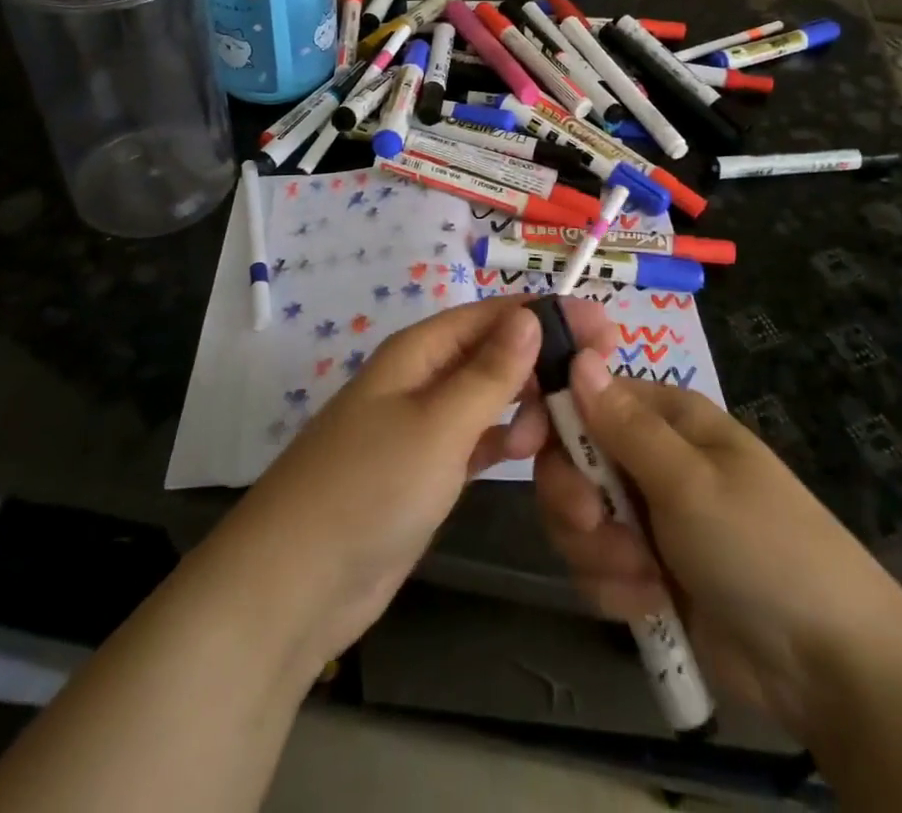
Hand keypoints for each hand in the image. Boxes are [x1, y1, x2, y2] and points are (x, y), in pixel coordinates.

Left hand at [219, 297, 616, 663]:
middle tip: (599, 377)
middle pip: (491, 352)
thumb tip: (531, 316)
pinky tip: (529, 451)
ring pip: (486, 397)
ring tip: (564, 424)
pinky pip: (474, 439)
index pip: (493, 316)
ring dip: (525, 402)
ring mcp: (420, 427)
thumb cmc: (370, 488)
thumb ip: (489, 373)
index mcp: (419, 351)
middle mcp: (420, 378)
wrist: (295, 586)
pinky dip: (502, 440)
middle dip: (542, 359)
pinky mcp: (423, 471)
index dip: (548, 315)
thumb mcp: (438, 424)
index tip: (605, 327)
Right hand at [534, 349, 901, 734]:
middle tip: (595, 525)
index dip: (551, 417)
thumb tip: (578, 356)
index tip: (524, 446)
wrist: (826, 664)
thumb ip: (624, 424)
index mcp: (666, 418)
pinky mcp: (646, 571)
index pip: (585, 397)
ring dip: (600, 554)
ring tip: (646, 579)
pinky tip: (654, 605)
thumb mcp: (689, 480)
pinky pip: (597, 568)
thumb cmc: (761, 545)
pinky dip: (617, 588)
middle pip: (571, 462)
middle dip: (576, 501)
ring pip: (578, 520)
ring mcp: (648, 517)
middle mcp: (651, 459)